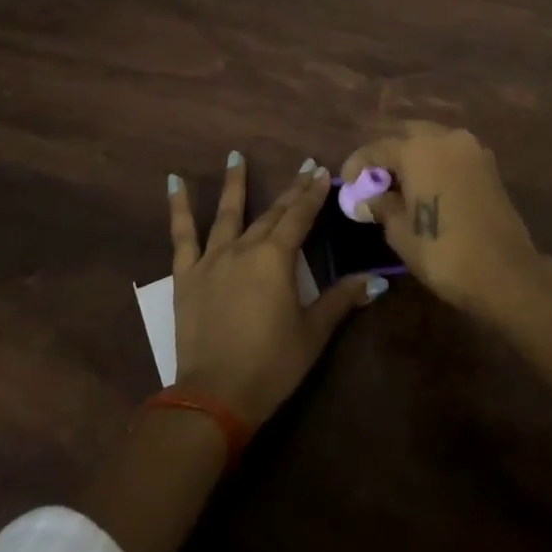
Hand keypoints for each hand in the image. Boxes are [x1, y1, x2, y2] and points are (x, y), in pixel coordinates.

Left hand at [168, 153, 383, 425]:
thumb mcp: (313, 332)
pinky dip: (178, 207)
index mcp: (276, 258)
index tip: (321, 171)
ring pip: (227, 214)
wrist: (215, 395)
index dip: (312, 194)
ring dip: (234, 184)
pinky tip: (174, 183)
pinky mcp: (186, 275)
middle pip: (272, 214)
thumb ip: (342, 299)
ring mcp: (212, 259)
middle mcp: (245, 248)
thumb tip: (377, 280)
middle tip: (303, 168)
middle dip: (290, 190)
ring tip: (235, 156)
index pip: (300, 217)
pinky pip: (181, 235)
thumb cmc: (272, 364)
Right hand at [341, 123, 543, 312]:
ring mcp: (472, 149)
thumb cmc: (443, 252)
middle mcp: (446, 138)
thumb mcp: (401, 232)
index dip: (358, 163)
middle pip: (407, 134)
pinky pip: (452, 153)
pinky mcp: (489, 165)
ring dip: (413, 154)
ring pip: (433, 140)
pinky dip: (435, 162)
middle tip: (374, 178)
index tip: (346, 182)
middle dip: (387, 152)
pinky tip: (426, 185)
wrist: (505, 272)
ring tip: (399, 183)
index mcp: (419, 149)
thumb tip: (370, 198)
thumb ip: (382, 206)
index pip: (378, 147)